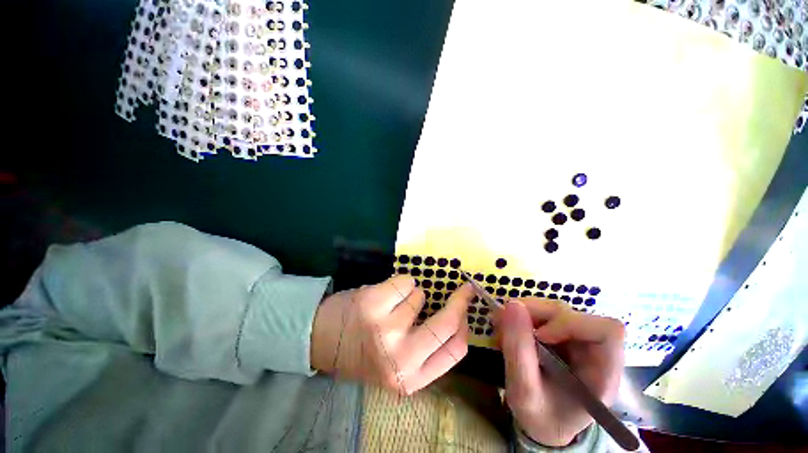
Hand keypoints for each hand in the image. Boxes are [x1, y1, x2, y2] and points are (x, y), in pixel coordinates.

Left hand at [310, 275, 474, 394]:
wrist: (322, 338)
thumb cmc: (364, 350)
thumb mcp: (397, 363)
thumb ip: (425, 348)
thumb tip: (457, 317)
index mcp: (410, 378)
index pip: (455, 350)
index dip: (465, 325)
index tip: (468, 308)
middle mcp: (400, 358)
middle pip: (446, 324)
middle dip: (459, 301)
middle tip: (465, 289)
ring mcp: (386, 329)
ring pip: (420, 296)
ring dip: (412, 295)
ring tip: (393, 304)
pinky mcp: (373, 303)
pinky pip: (404, 282)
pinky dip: (400, 283)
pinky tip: (385, 294)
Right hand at [495, 299, 624, 446]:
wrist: (543, 423)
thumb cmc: (541, 417)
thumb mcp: (524, 392)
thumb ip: (518, 350)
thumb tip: (511, 305)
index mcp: (603, 372)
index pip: (606, 331)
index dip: (571, 324)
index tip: (540, 336)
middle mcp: (594, 350)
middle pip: (571, 314)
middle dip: (534, 314)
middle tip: (503, 323)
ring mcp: (577, 340)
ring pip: (553, 310)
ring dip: (524, 314)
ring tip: (502, 330)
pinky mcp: (561, 334)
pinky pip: (542, 314)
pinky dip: (522, 317)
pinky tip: (509, 331)